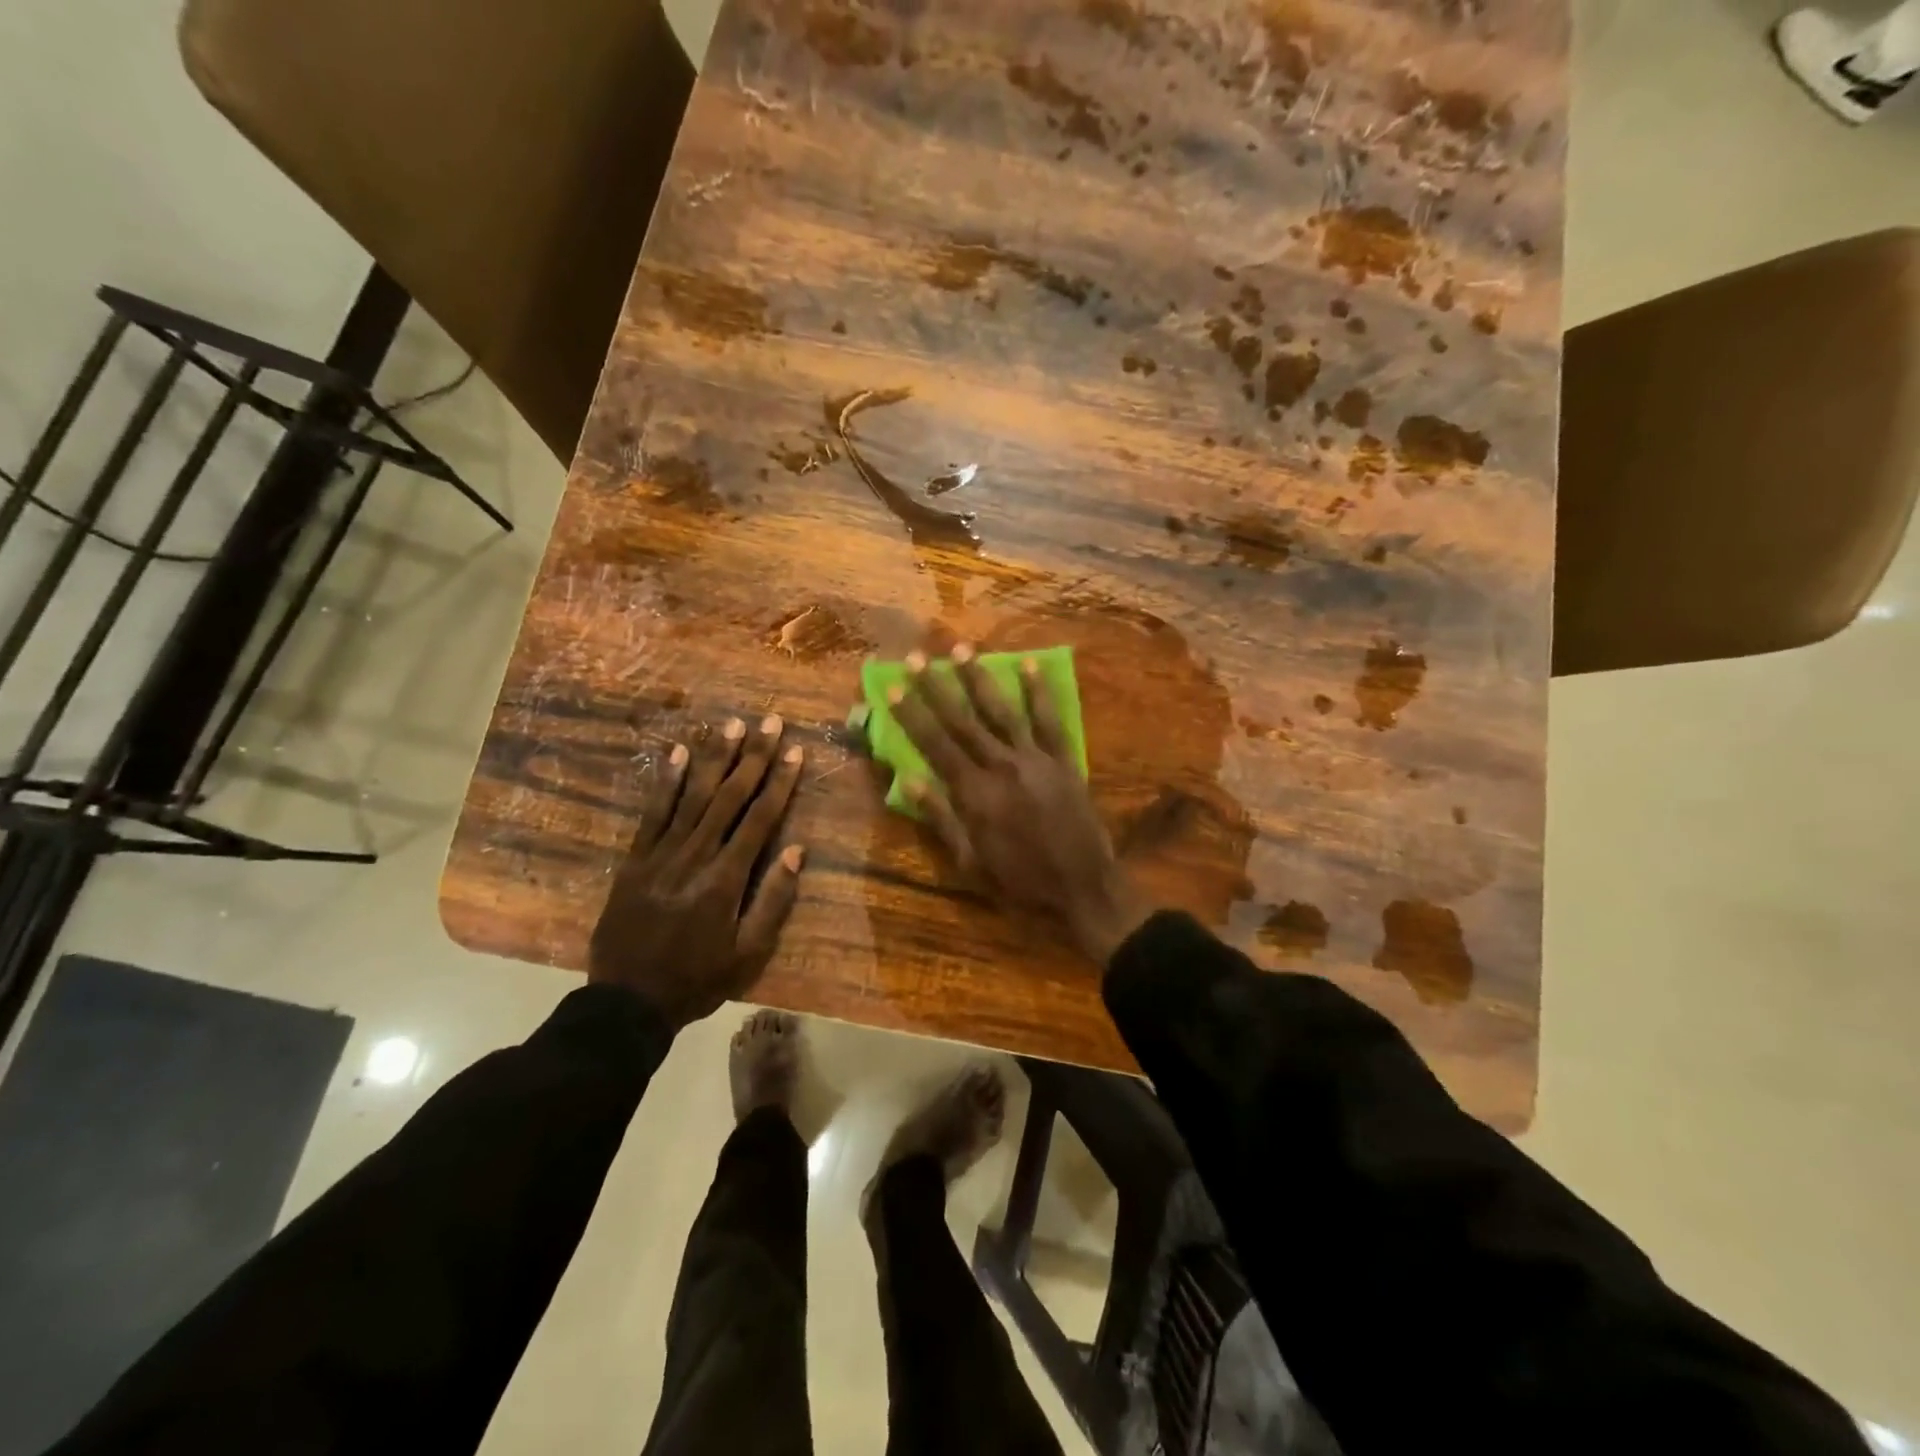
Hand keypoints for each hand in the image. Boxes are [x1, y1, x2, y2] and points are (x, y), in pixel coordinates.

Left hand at [590, 715, 807, 1028]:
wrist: (627, 1002)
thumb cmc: (698, 980)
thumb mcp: (748, 955)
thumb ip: (773, 901)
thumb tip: (796, 851)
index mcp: (726, 879)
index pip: (759, 819)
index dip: (779, 782)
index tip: (795, 752)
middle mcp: (695, 856)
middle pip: (729, 797)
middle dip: (753, 757)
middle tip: (770, 722)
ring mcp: (661, 854)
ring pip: (693, 796)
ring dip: (714, 757)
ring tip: (732, 724)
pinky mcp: (635, 859)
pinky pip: (653, 813)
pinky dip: (666, 782)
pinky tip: (679, 753)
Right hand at [889, 645, 1152, 964]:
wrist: (1083, 890)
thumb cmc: (1019, 883)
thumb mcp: (969, 861)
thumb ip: (939, 817)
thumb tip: (906, 778)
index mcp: (974, 793)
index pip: (935, 744)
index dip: (912, 714)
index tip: (894, 685)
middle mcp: (1002, 767)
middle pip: (963, 720)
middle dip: (937, 686)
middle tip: (918, 656)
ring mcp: (1036, 760)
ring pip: (1003, 711)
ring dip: (981, 679)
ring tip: (963, 649)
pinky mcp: (1064, 761)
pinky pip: (1050, 721)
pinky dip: (1039, 693)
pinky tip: (1030, 666)